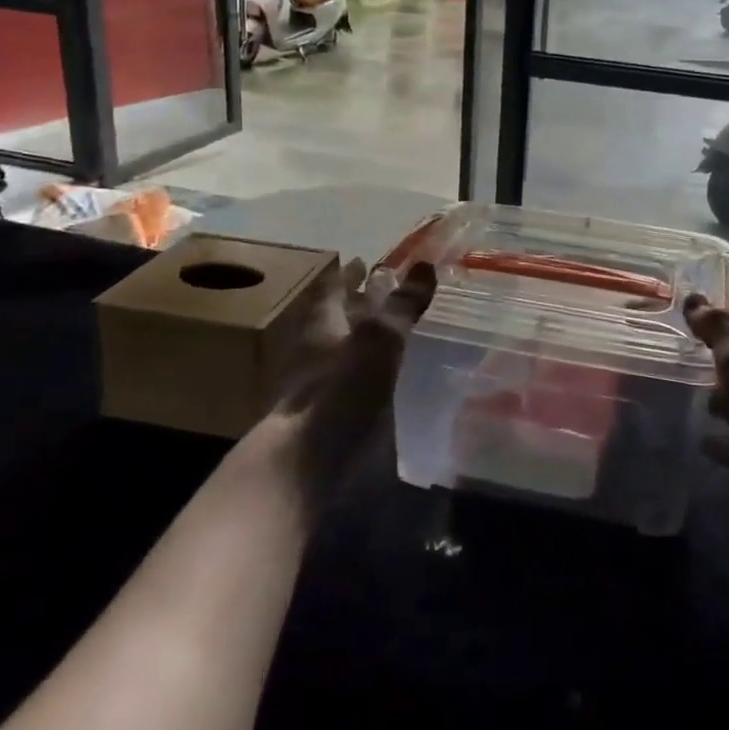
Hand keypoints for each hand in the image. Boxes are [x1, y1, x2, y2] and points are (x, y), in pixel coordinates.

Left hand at [256, 259, 436, 510]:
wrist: (304, 469)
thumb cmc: (338, 393)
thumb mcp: (376, 342)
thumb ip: (400, 307)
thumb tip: (425, 264)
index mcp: (323, 328)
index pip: (334, 291)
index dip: (350, 275)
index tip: (366, 260)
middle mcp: (318, 355)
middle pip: (338, 322)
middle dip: (359, 307)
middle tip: (386, 293)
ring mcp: (323, 392)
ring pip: (346, 356)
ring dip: (366, 344)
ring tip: (393, 336)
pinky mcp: (331, 424)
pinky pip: (355, 389)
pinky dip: (372, 379)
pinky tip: (390, 385)